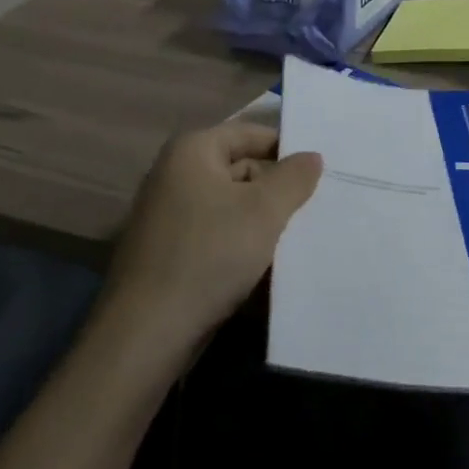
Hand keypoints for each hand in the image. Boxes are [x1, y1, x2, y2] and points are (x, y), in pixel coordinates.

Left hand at [104, 121, 322, 350]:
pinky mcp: (168, 252)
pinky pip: (216, 234)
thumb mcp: (264, 210)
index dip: (287, 149)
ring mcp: (167, 215)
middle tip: (316, 207)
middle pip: (241, 168)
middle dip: (277, 189)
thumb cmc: (210, 255)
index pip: (251, 133)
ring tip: (299, 236)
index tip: (322, 172)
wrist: (147, 334)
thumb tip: (311, 156)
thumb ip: (294, 177)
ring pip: (231, 205)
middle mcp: (174, 175)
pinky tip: (267, 263)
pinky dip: (241, 243)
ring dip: (262, 220)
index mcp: (192, 151)